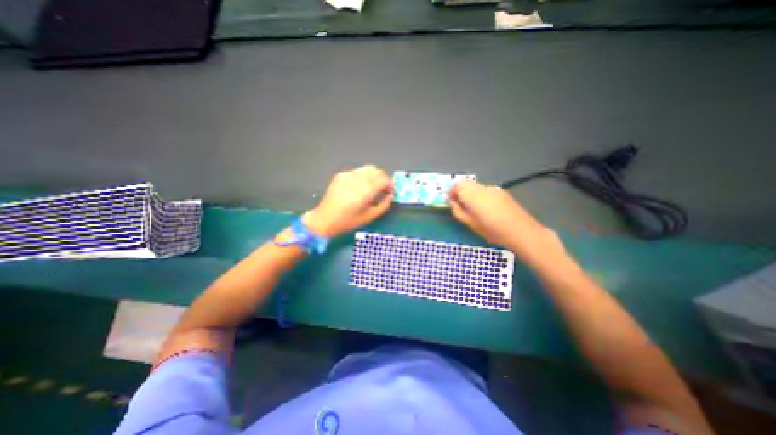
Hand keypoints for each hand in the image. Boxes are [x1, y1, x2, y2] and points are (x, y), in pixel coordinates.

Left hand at [303, 165, 393, 236]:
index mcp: (366, 190)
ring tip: (372, 188)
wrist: (324, 219)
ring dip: (374, 176)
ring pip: (368, 168)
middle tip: (382, 190)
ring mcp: (348, 175)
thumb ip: (383, 205)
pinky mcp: (341, 175)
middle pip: (377, 171)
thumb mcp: (369, 217)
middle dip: (383, 179)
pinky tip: (359, 187)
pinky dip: (364, 176)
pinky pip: (358, 171)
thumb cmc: (348, 221)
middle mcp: (358, 178)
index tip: (389, 192)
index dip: (390, 185)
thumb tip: (390, 196)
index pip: (384, 179)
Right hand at [450, 178, 564, 257]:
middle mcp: (482, 188)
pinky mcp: (502, 192)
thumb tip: (453, 202)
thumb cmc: (492, 231)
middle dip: (460, 191)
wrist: (522, 232)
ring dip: (471, 193)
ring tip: (475, 209)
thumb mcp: (470, 224)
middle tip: (461, 205)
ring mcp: (494, 188)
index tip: (452, 202)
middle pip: (466, 183)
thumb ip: (458, 211)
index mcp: (473, 195)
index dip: (452, 191)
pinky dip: (480, 195)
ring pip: (476, 186)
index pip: (457, 184)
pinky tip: (488, 209)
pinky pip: (485, 190)